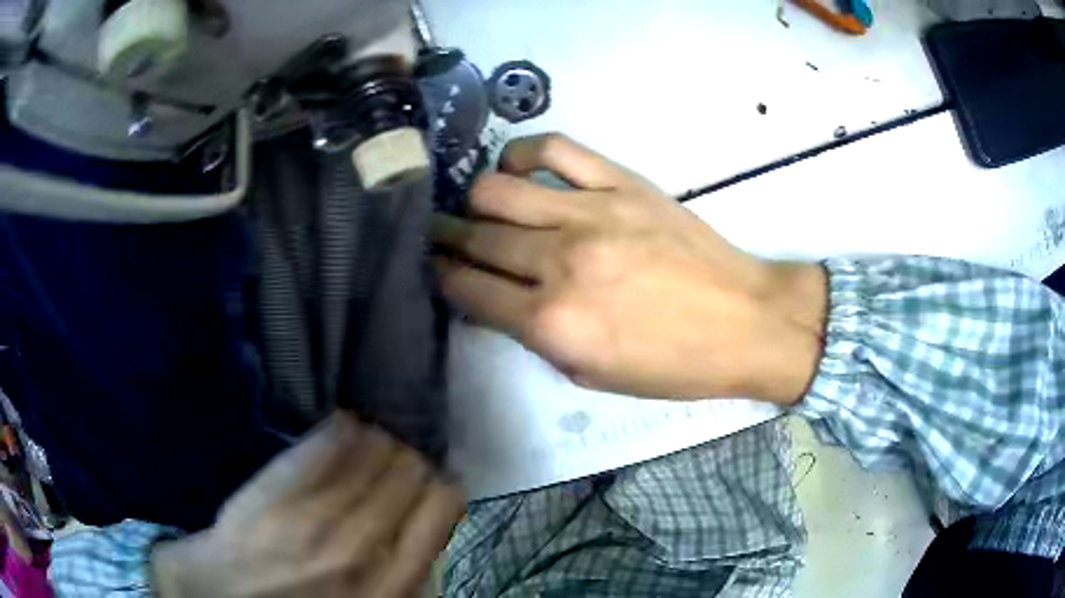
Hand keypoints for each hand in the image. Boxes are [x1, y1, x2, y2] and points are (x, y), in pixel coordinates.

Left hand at [151, 413, 464, 597]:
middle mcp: (359, 548)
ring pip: (368, 450)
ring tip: (375, 435)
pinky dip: (338, 430)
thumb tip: (428, 543)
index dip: (441, 486)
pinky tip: (345, 421)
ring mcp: (311, 518)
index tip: (431, 480)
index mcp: (389, 584)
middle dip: (410, 458)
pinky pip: (319, 448)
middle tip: (399, 457)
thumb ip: (403, 584)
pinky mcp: (271, 493)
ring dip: (378, 438)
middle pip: (407, 471)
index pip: (441, 507)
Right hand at [430, 134, 826, 402]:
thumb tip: (495, 300)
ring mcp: (591, 213)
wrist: (745, 321)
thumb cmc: (672, 364)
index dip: (441, 277)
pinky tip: (517, 168)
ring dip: (474, 202)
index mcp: (552, 322)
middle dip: (445, 238)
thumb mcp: (592, 376)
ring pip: (497, 190)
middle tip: (441, 237)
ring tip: (480, 209)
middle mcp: (559, 262)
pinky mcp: (620, 183)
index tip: (435, 268)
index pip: (467, 288)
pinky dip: (521, 154)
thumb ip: (534, 336)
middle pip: (474, 237)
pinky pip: (553, 150)